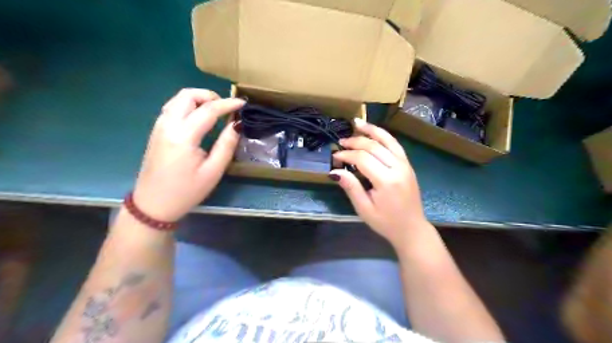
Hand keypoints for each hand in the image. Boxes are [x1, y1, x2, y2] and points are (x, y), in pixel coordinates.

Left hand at [132, 89, 245, 221]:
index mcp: (183, 136)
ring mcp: (159, 127)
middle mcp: (168, 125)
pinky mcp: (157, 131)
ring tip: (215, 111)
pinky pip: (172, 108)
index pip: (208, 110)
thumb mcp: (213, 171)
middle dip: (210, 96)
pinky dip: (188, 105)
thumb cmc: (186, 191)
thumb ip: (226, 145)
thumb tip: (237, 124)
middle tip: (226, 108)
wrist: (153, 205)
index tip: (243, 103)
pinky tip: (199, 118)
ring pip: (178, 99)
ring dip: (198, 99)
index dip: (228, 104)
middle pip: (187, 95)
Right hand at [330, 119, 429, 247]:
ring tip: (357, 123)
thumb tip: (335, 171)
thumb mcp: (364, 209)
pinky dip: (384, 135)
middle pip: (374, 146)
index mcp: (387, 181)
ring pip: (387, 140)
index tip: (335, 156)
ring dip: (371, 130)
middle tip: (341, 142)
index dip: (347, 155)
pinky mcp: (407, 164)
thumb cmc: (385, 222)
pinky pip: (395, 145)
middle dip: (355, 141)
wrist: (411, 229)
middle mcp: (398, 168)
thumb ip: (351, 187)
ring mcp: (405, 164)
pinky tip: (374, 131)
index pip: (363, 159)